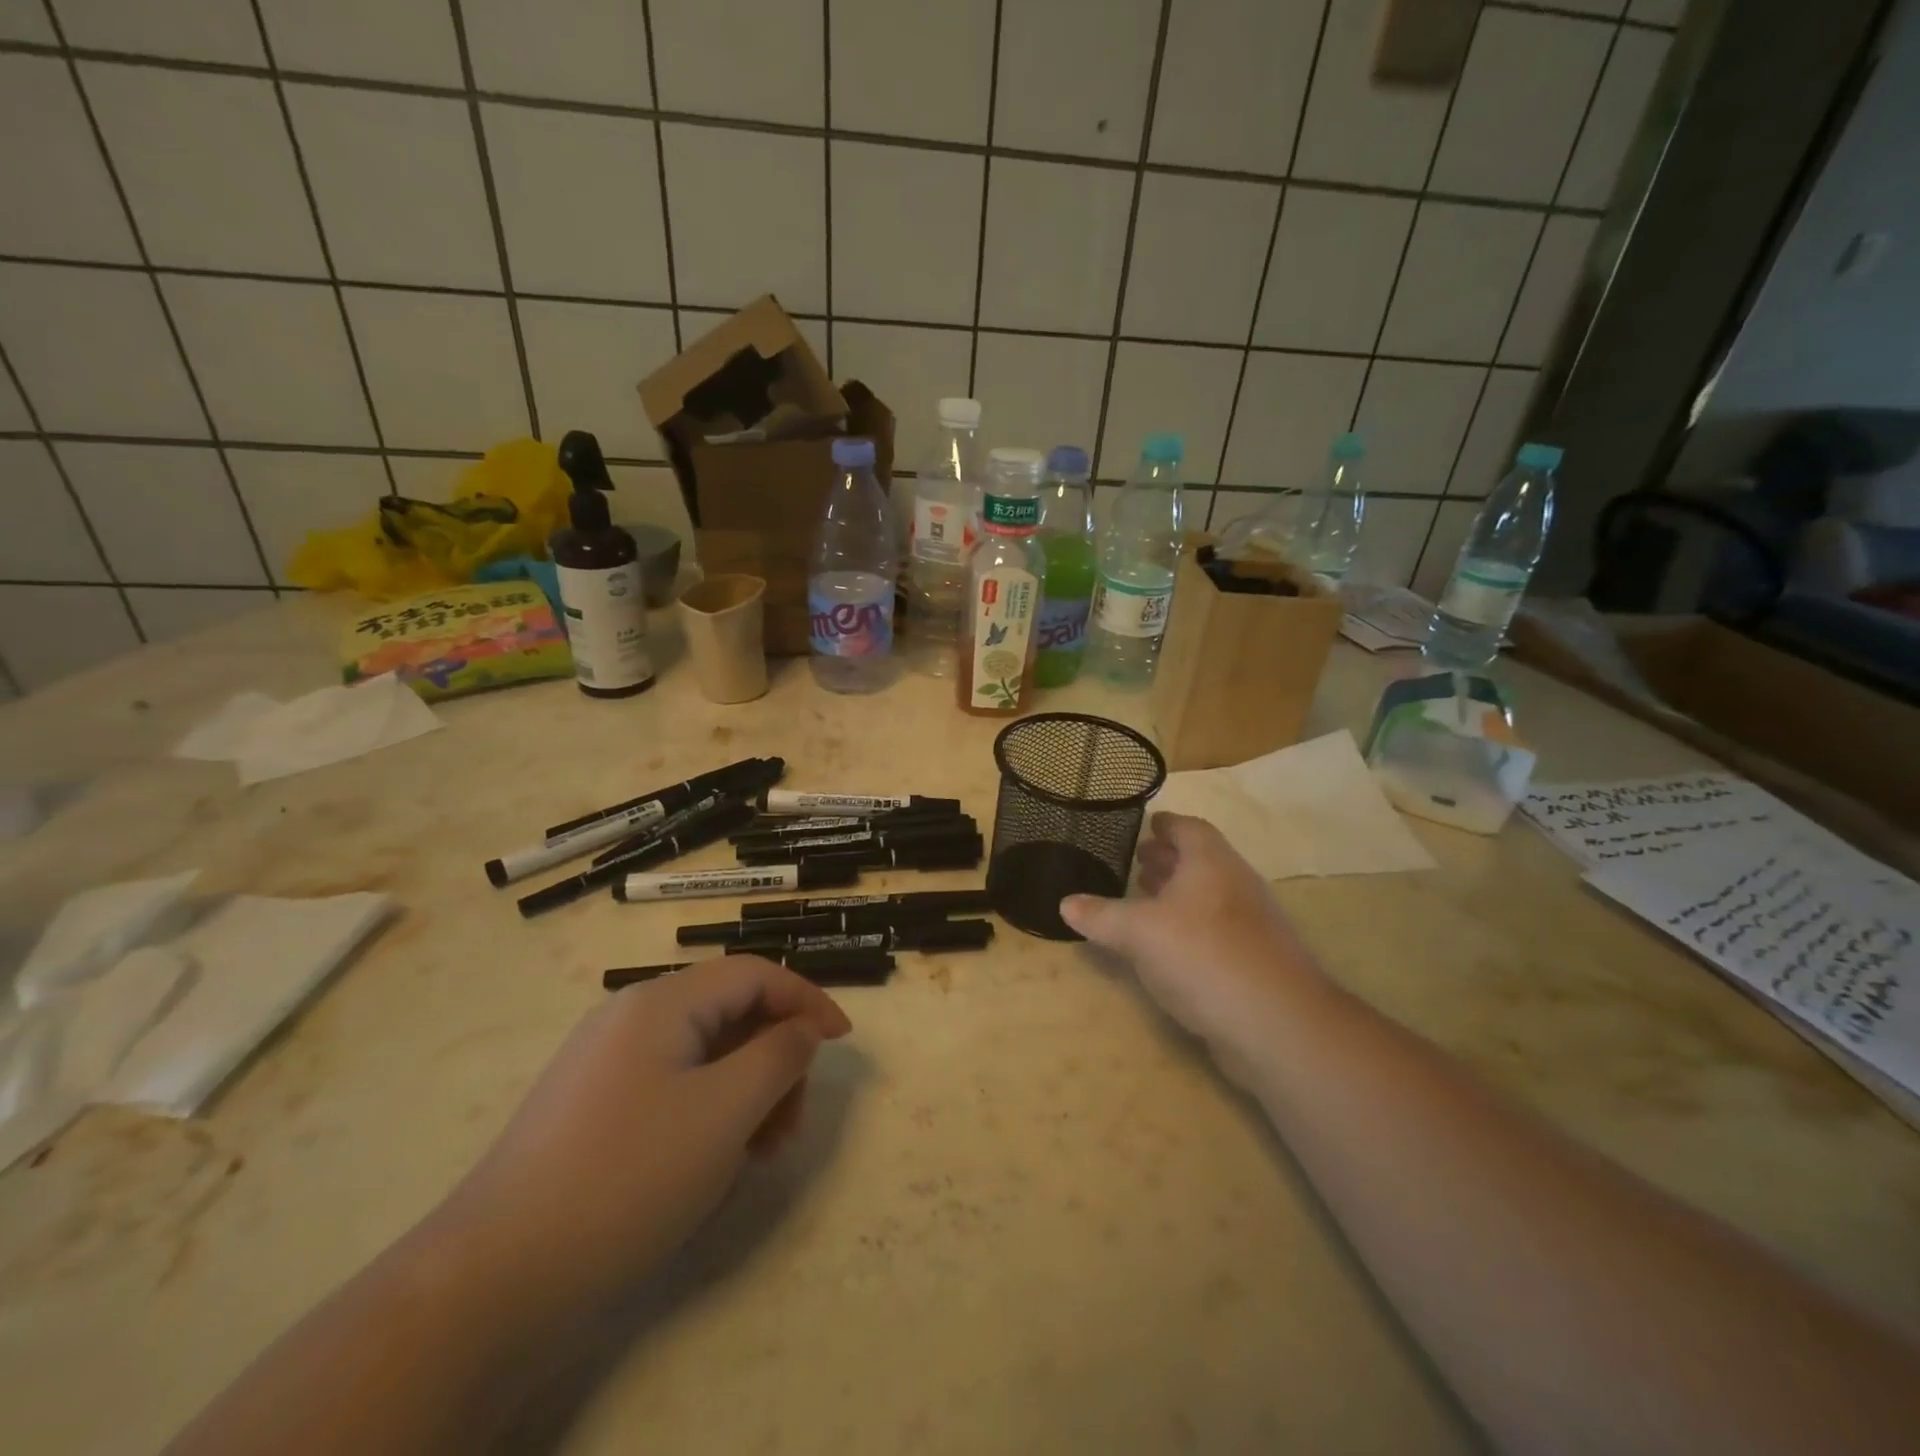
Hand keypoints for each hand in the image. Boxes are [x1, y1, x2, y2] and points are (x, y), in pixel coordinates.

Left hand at [430, 956, 851, 1309]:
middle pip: (730, 1014)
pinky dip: (708, 1112)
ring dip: (745, 1091)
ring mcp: (606, 1063)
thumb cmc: (627, 1177)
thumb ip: (779, 1056)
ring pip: (704, 1055)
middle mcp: (631, 1017)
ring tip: (758, 1154)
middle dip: (774, 1059)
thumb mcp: (725, 1112)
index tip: (843, 1041)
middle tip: (791, 1125)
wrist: (492, 1280)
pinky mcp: (592, 1107)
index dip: (807, 999)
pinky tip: (712, 1164)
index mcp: (661, 1002)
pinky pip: (672, 1088)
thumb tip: (803, 1029)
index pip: (754, 974)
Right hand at [1061, 813, 1323, 1064]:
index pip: (1188, 828)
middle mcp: (1235, 883)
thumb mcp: (1139, 933)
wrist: (1278, 1024)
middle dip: (1169, 859)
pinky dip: (1191, 927)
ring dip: (1179, 894)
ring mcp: (1252, 923)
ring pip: (1210, 896)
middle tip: (1138, 862)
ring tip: (1146, 901)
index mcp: (1211, 862)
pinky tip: (1168, 948)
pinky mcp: (1256, 959)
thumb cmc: (1203, 956)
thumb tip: (1066, 903)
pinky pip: (1217, 928)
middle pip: (1201, 860)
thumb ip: (1102, 916)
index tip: (1145, 826)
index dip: (1166, 824)